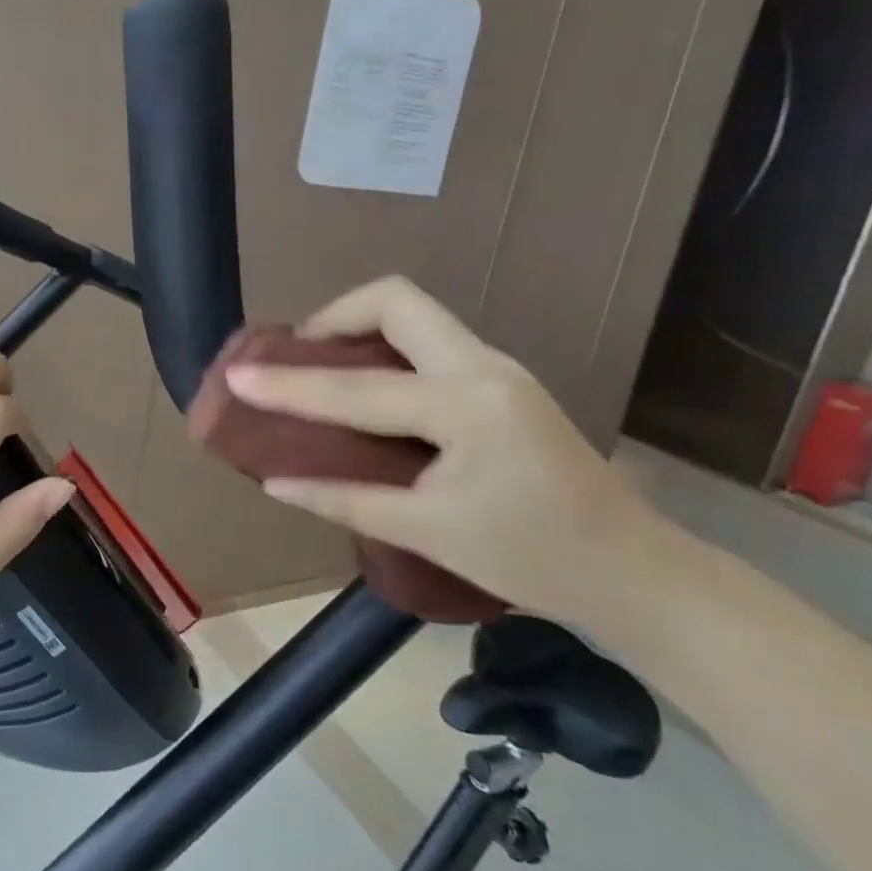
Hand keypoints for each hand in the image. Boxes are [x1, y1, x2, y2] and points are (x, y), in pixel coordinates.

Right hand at [224, 276, 674, 629]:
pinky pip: (429, 340)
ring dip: (360, 329)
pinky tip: (368, 390)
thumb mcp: (428, 533)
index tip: (238, 375)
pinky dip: (386, 350)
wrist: (633, 571)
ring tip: (322, 370)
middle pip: (396, 299)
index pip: (357, 389)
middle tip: (299, 357)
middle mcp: (483, 367)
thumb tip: (276, 483)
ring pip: (415, 314)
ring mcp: (498, 367)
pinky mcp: (500, 379)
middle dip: (336, 315)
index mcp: (466, 408)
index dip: (290, 385)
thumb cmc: (532, 560)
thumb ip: (345, 500)